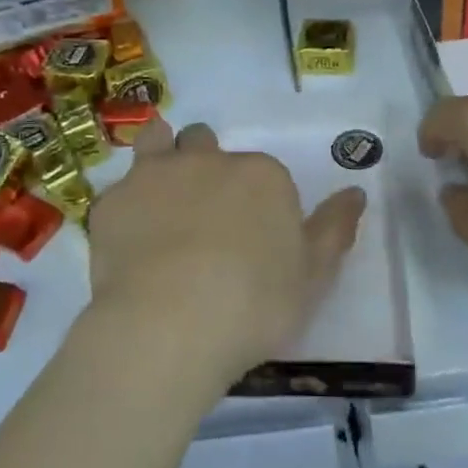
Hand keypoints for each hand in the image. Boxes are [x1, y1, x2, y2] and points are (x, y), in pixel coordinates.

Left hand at [85, 118, 366, 386]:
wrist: (169, 325)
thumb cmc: (254, 304)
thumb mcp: (313, 277)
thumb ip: (334, 229)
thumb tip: (356, 193)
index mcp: (260, 176)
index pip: (263, 173)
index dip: (257, 201)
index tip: (253, 238)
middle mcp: (208, 160)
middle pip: (206, 144)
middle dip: (207, 166)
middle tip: (205, 214)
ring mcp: (154, 175)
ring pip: (158, 142)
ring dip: (162, 155)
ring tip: (160, 193)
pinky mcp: (112, 201)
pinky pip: (119, 192)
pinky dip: (126, 209)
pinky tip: (127, 243)